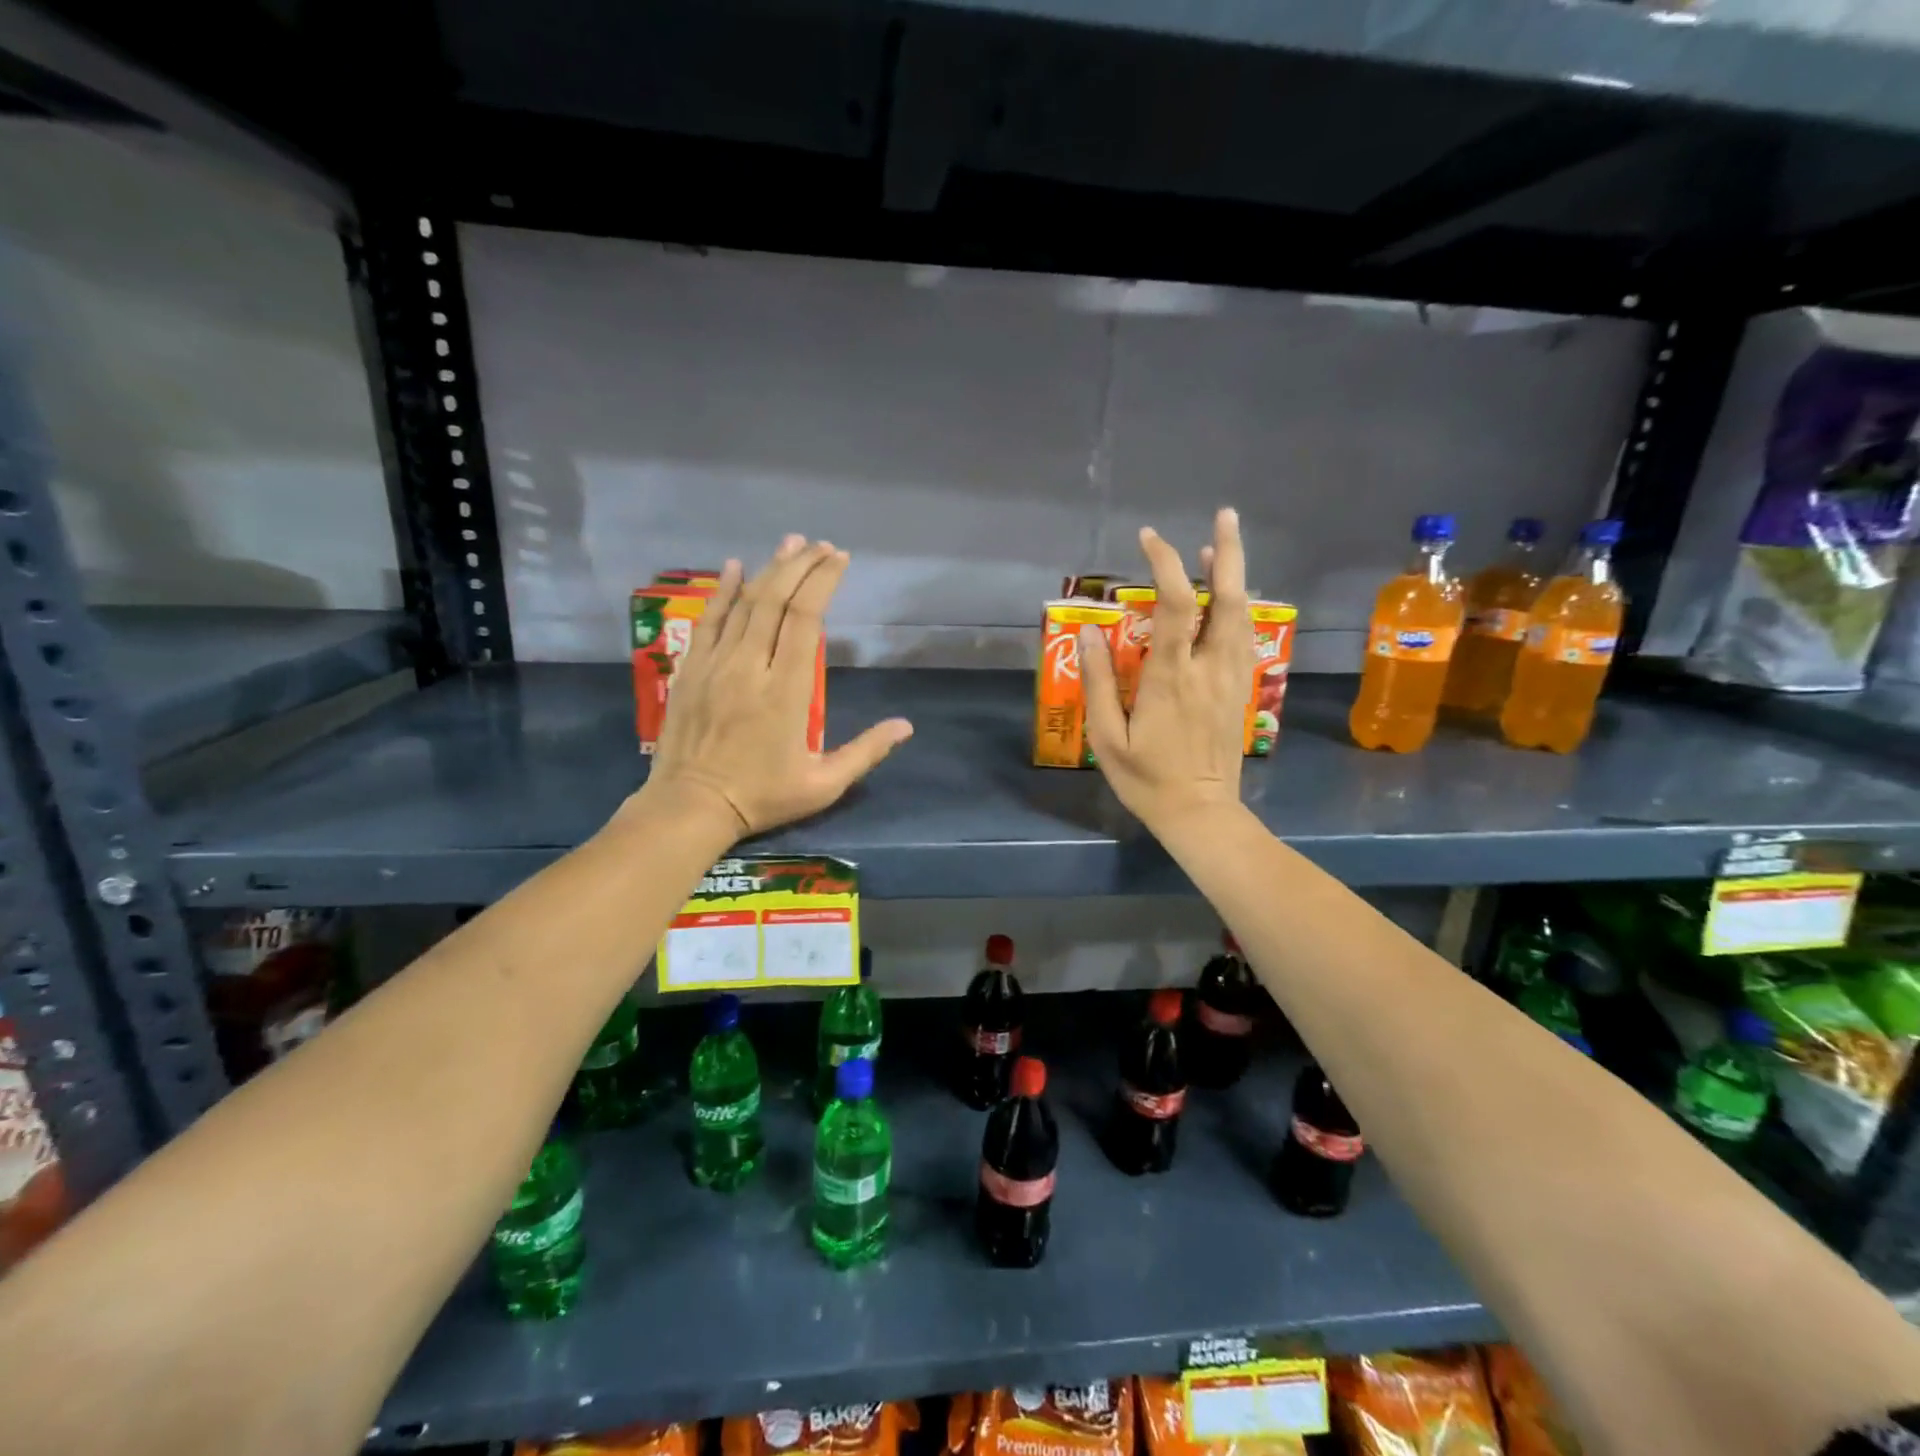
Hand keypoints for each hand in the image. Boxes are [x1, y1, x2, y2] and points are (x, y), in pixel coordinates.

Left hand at [635, 536, 913, 836]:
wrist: (691, 807)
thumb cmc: (762, 796)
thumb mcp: (824, 784)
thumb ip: (866, 751)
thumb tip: (906, 727)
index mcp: (786, 691)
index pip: (806, 620)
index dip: (823, 583)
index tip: (840, 560)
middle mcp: (751, 666)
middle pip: (776, 601)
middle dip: (800, 566)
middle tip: (821, 545)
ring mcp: (716, 664)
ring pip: (744, 604)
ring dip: (769, 570)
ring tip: (790, 544)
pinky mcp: (690, 669)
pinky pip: (708, 620)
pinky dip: (722, 591)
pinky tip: (733, 567)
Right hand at [1079, 507, 1252, 832]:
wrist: (1201, 812)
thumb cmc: (1146, 779)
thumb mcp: (1107, 737)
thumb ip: (1098, 682)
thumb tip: (1088, 634)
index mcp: (1172, 677)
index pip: (1177, 605)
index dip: (1165, 564)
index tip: (1148, 539)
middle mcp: (1209, 667)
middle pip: (1227, 598)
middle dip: (1226, 552)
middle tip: (1224, 514)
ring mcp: (1232, 678)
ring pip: (1242, 613)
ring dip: (1233, 574)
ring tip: (1218, 546)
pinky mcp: (1241, 689)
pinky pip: (1245, 636)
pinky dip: (1237, 606)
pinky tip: (1227, 598)